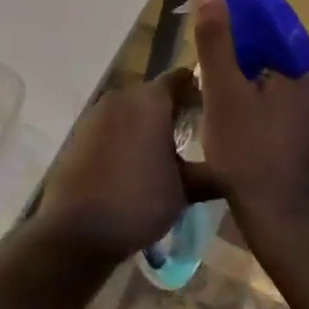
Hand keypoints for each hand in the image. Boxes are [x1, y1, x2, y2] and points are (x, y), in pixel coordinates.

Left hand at [39, 71, 212, 262]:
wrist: (76, 229)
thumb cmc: (138, 201)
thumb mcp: (185, 190)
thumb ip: (210, 172)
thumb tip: (232, 167)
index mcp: (149, 100)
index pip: (180, 79)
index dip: (198, 91)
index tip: (214, 110)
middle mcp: (120, 98)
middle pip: (153, 94)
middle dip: (173, 110)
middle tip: (195, 135)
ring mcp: (95, 115)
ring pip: (130, 111)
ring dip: (147, 125)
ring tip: (166, 154)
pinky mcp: (78, 135)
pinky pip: (111, 127)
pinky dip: (125, 137)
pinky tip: (134, 164)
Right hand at [191, 0, 308, 238]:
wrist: (288, 227)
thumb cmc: (252, 154)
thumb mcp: (224, 92)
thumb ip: (217, 37)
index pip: (279, 33)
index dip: (244, 39)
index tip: (217, 56)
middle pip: (286, 62)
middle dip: (252, 69)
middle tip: (218, 90)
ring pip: (294, 92)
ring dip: (265, 96)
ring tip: (231, 116)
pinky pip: (304, 119)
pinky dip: (280, 120)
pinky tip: (255, 141)